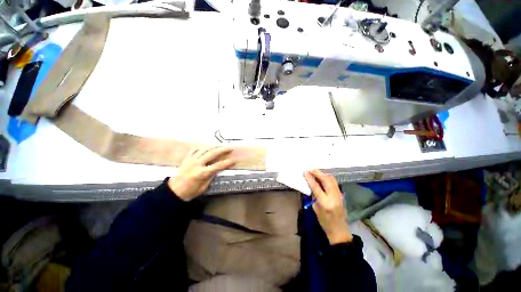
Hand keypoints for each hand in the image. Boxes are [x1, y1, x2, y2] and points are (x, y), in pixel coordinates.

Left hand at [168, 146, 234, 200]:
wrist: (174, 191)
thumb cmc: (190, 191)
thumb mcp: (204, 186)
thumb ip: (211, 176)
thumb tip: (218, 169)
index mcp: (202, 173)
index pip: (218, 166)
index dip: (227, 163)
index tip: (233, 160)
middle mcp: (197, 164)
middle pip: (212, 153)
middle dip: (222, 150)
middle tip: (229, 148)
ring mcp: (191, 160)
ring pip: (204, 149)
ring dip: (214, 146)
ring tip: (221, 145)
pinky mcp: (186, 158)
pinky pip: (195, 150)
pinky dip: (202, 148)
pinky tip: (207, 148)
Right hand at [303, 169, 352, 243]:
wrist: (339, 230)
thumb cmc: (324, 222)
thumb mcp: (316, 209)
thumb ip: (314, 196)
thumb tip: (312, 185)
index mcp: (325, 203)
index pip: (316, 187)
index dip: (310, 178)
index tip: (305, 172)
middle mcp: (334, 197)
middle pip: (326, 180)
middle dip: (318, 173)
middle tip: (310, 168)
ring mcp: (339, 195)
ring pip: (332, 180)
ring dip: (323, 174)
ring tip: (316, 171)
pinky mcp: (341, 194)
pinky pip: (334, 183)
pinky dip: (328, 178)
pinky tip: (323, 177)